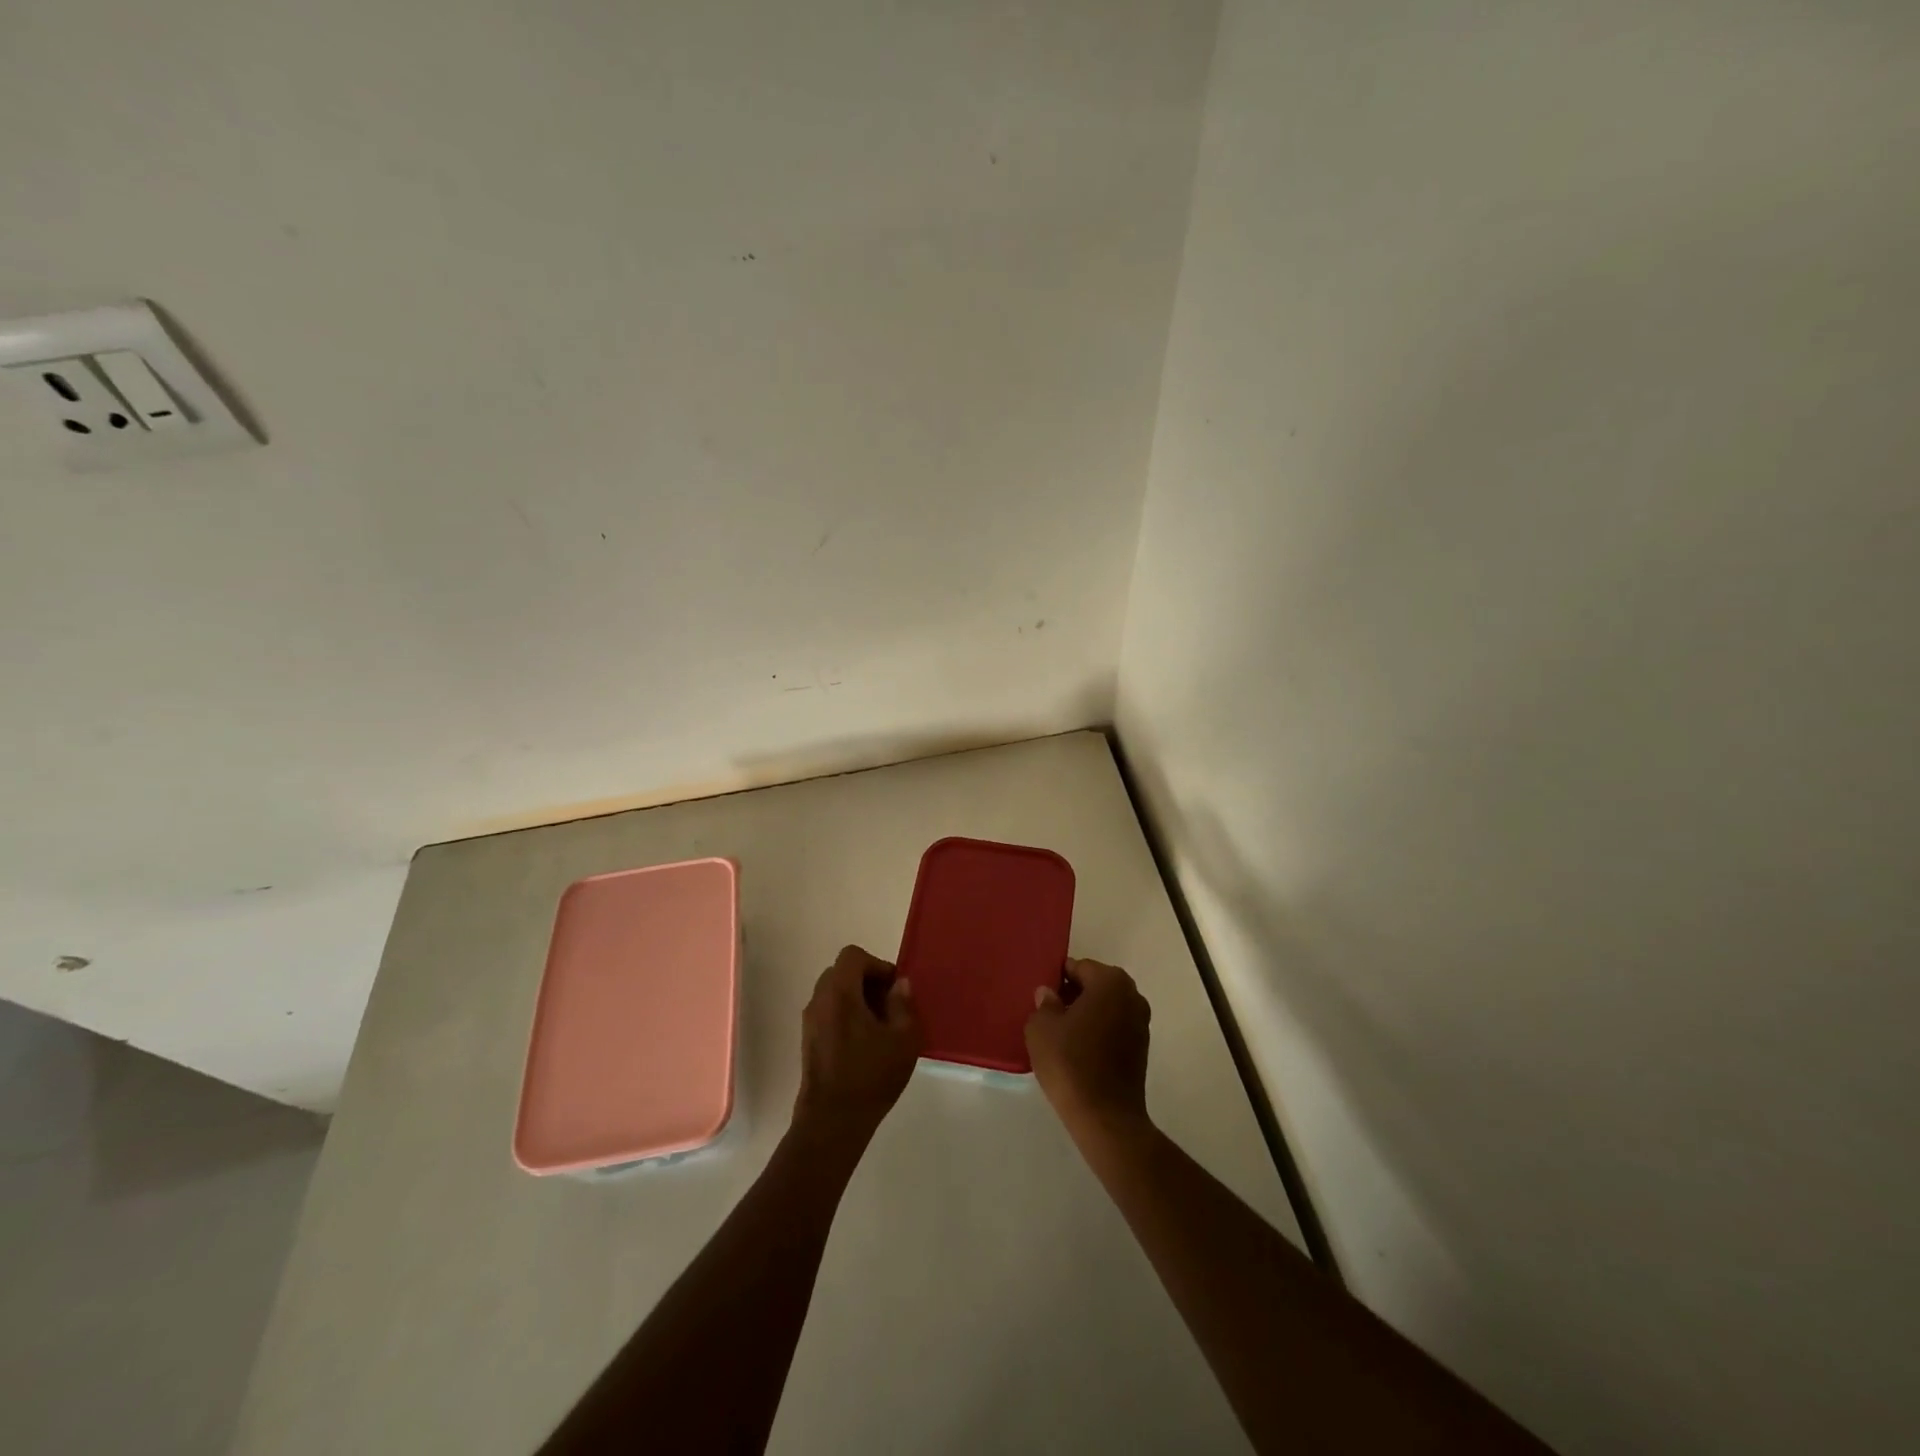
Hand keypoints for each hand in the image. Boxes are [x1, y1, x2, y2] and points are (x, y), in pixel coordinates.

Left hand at [793, 945, 921, 1143]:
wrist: (832, 1122)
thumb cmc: (871, 1076)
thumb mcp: (904, 1039)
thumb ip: (903, 1005)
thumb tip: (899, 985)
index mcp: (840, 993)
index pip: (853, 956)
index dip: (877, 965)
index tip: (894, 989)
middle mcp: (819, 1000)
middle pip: (842, 972)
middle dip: (868, 981)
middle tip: (890, 1005)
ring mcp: (810, 1021)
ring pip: (834, 993)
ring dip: (857, 999)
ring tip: (880, 1027)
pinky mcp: (808, 1041)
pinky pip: (828, 1012)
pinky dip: (846, 1015)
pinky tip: (864, 1044)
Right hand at [1026, 957, 1151, 1146]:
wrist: (1105, 1116)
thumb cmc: (1070, 1062)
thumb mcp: (1041, 1028)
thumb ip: (1044, 1003)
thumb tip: (1049, 994)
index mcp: (1110, 981)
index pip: (1078, 967)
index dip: (1057, 979)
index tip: (1042, 996)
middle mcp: (1132, 995)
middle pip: (1095, 985)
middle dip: (1072, 995)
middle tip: (1048, 1014)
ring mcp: (1141, 1022)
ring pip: (1105, 1007)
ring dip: (1086, 1014)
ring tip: (1061, 1034)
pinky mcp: (1142, 1048)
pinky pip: (1114, 1028)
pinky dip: (1098, 1032)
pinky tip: (1078, 1050)